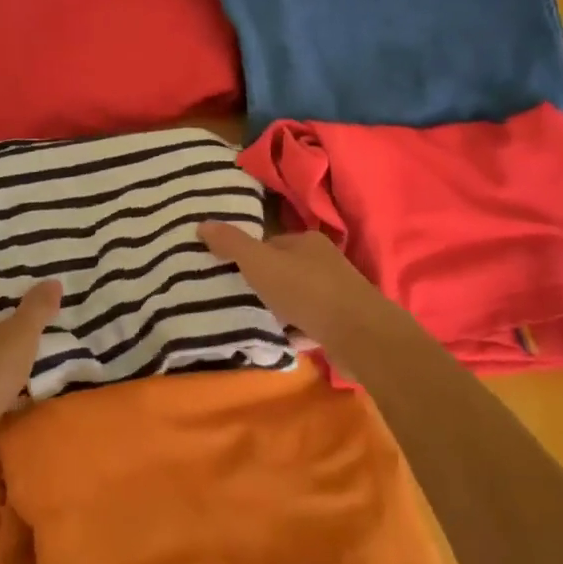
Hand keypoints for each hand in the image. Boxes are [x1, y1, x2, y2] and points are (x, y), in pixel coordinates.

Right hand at [198, 222, 407, 356]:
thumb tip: (202, 223)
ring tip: (253, 321)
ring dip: (279, 309)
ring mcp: (337, 293)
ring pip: (297, 297)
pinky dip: (295, 330)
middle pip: (283, 270)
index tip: (227, 272)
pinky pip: (309, 322)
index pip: (270, 243)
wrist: (359, 335)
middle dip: (263, 283)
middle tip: (236, 299)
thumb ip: (232, 244)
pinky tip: (280, 340)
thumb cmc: (307, 291)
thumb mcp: (261, 263)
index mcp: (307, 241)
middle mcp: (325, 262)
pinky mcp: (342, 323)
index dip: (248, 256)